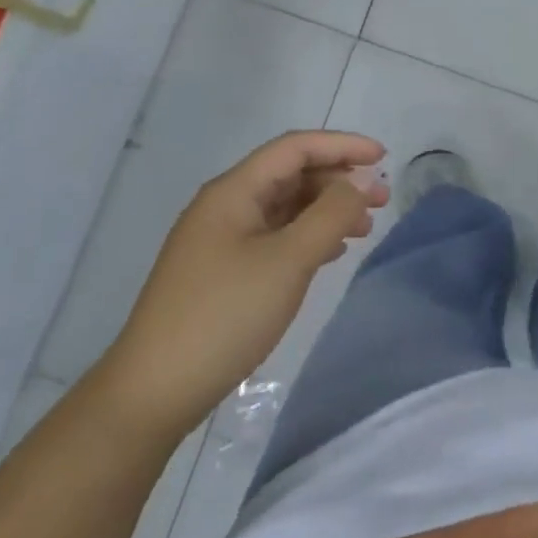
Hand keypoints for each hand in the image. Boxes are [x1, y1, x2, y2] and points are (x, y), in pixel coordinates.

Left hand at [101, 131, 388, 438]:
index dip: (342, 145)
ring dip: (327, 210)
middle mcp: (226, 206)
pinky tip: (332, 253)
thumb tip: (358, 183)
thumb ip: (329, 215)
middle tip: (382, 200)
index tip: (383, 157)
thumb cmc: (225, 315)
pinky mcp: (223, 272)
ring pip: (285, 207)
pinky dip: (309, 237)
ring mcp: (222, 240)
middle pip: (291, 175)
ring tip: (365, 229)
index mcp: (234, 191)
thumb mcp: (287, 261)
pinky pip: (275, 237)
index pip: (295, 148)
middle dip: (339, 180)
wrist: (154, 391)